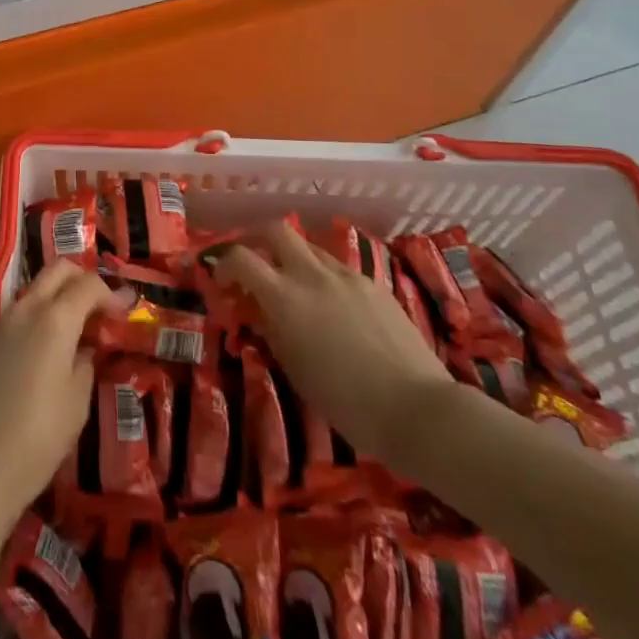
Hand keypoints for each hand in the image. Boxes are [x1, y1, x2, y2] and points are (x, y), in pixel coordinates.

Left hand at [0, 261, 116, 524]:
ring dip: (54, 299)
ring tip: (69, 333)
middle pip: (57, 271)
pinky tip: (37, 354)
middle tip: (97, 308)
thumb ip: (85, 363)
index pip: (88, 284)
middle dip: (81, 280)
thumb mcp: (76, 402)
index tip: (124, 312)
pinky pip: (12, 317)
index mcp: (54, 319)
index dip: (111, 294)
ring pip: (32, 291)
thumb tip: (86, 347)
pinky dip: (32, 322)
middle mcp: (24, 309)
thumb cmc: (37, 437)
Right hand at [207, 220, 451, 464]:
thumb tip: (262, 312)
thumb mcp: (294, 369)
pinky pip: (340, 269)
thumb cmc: (345, 401)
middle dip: (258, 240)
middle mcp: (313, 275)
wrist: (416, 408)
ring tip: (297, 290)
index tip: (221, 280)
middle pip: (277, 230)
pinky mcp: (374, 284)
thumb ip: (273, 330)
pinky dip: (325, 278)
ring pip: (311, 248)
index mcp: (285, 298)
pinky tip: (336, 309)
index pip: (241, 258)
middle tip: (255, 264)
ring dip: (294, 259)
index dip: (224, 263)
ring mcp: (347, 276)